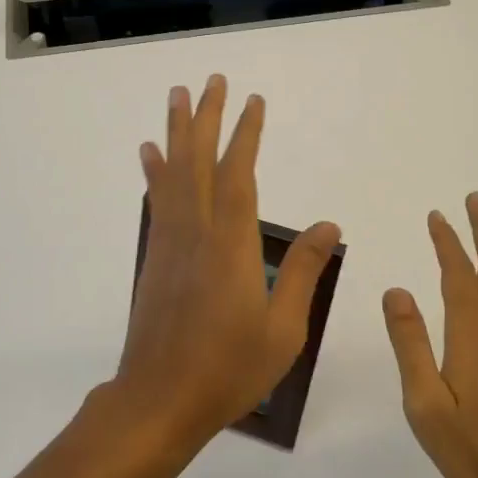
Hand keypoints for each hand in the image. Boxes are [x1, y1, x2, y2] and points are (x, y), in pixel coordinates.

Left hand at [115, 76, 340, 449]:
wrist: (161, 398)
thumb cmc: (229, 368)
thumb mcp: (283, 329)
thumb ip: (303, 271)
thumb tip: (328, 224)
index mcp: (232, 245)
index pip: (238, 174)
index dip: (245, 134)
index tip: (253, 102)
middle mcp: (197, 231)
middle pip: (200, 160)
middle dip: (207, 116)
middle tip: (210, 80)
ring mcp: (170, 241)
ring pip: (173, 172)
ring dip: (176, 131)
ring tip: (176, 96)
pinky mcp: (155, 255)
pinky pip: (156, 200)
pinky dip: (153, 171)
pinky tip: (149, 152)